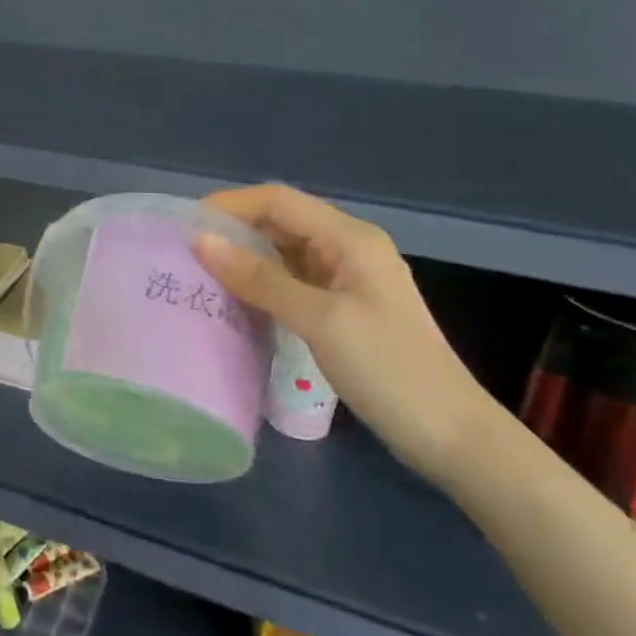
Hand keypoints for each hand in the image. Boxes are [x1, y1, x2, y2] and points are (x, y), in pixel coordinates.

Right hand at [194, 185, 504, 484]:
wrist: (451, 435)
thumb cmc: (388, 369)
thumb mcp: (319, 319)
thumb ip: (260, 278)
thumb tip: (201, 241)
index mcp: (349, 238)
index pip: (278, 200)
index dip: (230, 205)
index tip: (184, 225)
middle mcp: (348, 248)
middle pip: (280, 221)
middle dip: (233, 230)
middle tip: (184, 252)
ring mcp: (347, 280)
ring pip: (283, 251)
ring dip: (244, 257)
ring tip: (199, 274)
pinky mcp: (343, 309)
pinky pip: (292, 281)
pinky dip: (261, 283)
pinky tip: (235, 300)